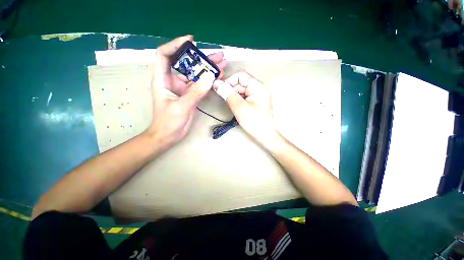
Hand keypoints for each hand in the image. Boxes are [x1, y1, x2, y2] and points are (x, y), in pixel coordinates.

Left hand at [146, 35, 226, 146]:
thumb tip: (210, 77)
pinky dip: (209, 82)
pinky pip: (201, 86)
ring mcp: (183, 88)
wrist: (169, 135)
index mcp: (163, 79)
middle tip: (218, 55)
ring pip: (196, 75)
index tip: (191, 41)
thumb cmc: (168, 122)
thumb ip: (195, 92)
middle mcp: (173, 80)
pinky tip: (219, 78)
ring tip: (223, 64)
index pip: (165, 54)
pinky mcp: (191, 95)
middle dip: (202, 58)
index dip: (176, 45)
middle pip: (187, 64)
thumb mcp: (181, 107)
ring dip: (209, 70)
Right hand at [222, 71, 279, 146]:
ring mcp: (257, 94)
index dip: (229, 80)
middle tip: (225, 99)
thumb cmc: (254, 122)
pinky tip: (236, 106)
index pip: (241, 75)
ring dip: (233, 95)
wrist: (265, 135)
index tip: (220, 89)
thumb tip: (216, 83)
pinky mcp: (255, 101)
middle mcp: (259, 88)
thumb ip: (228, 94)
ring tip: (232, 105)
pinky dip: (237, 99)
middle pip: (241, 82)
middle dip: (231, 89)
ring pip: (241, 89)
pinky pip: (244, 96)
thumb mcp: (239, 108)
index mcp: (258, 86)